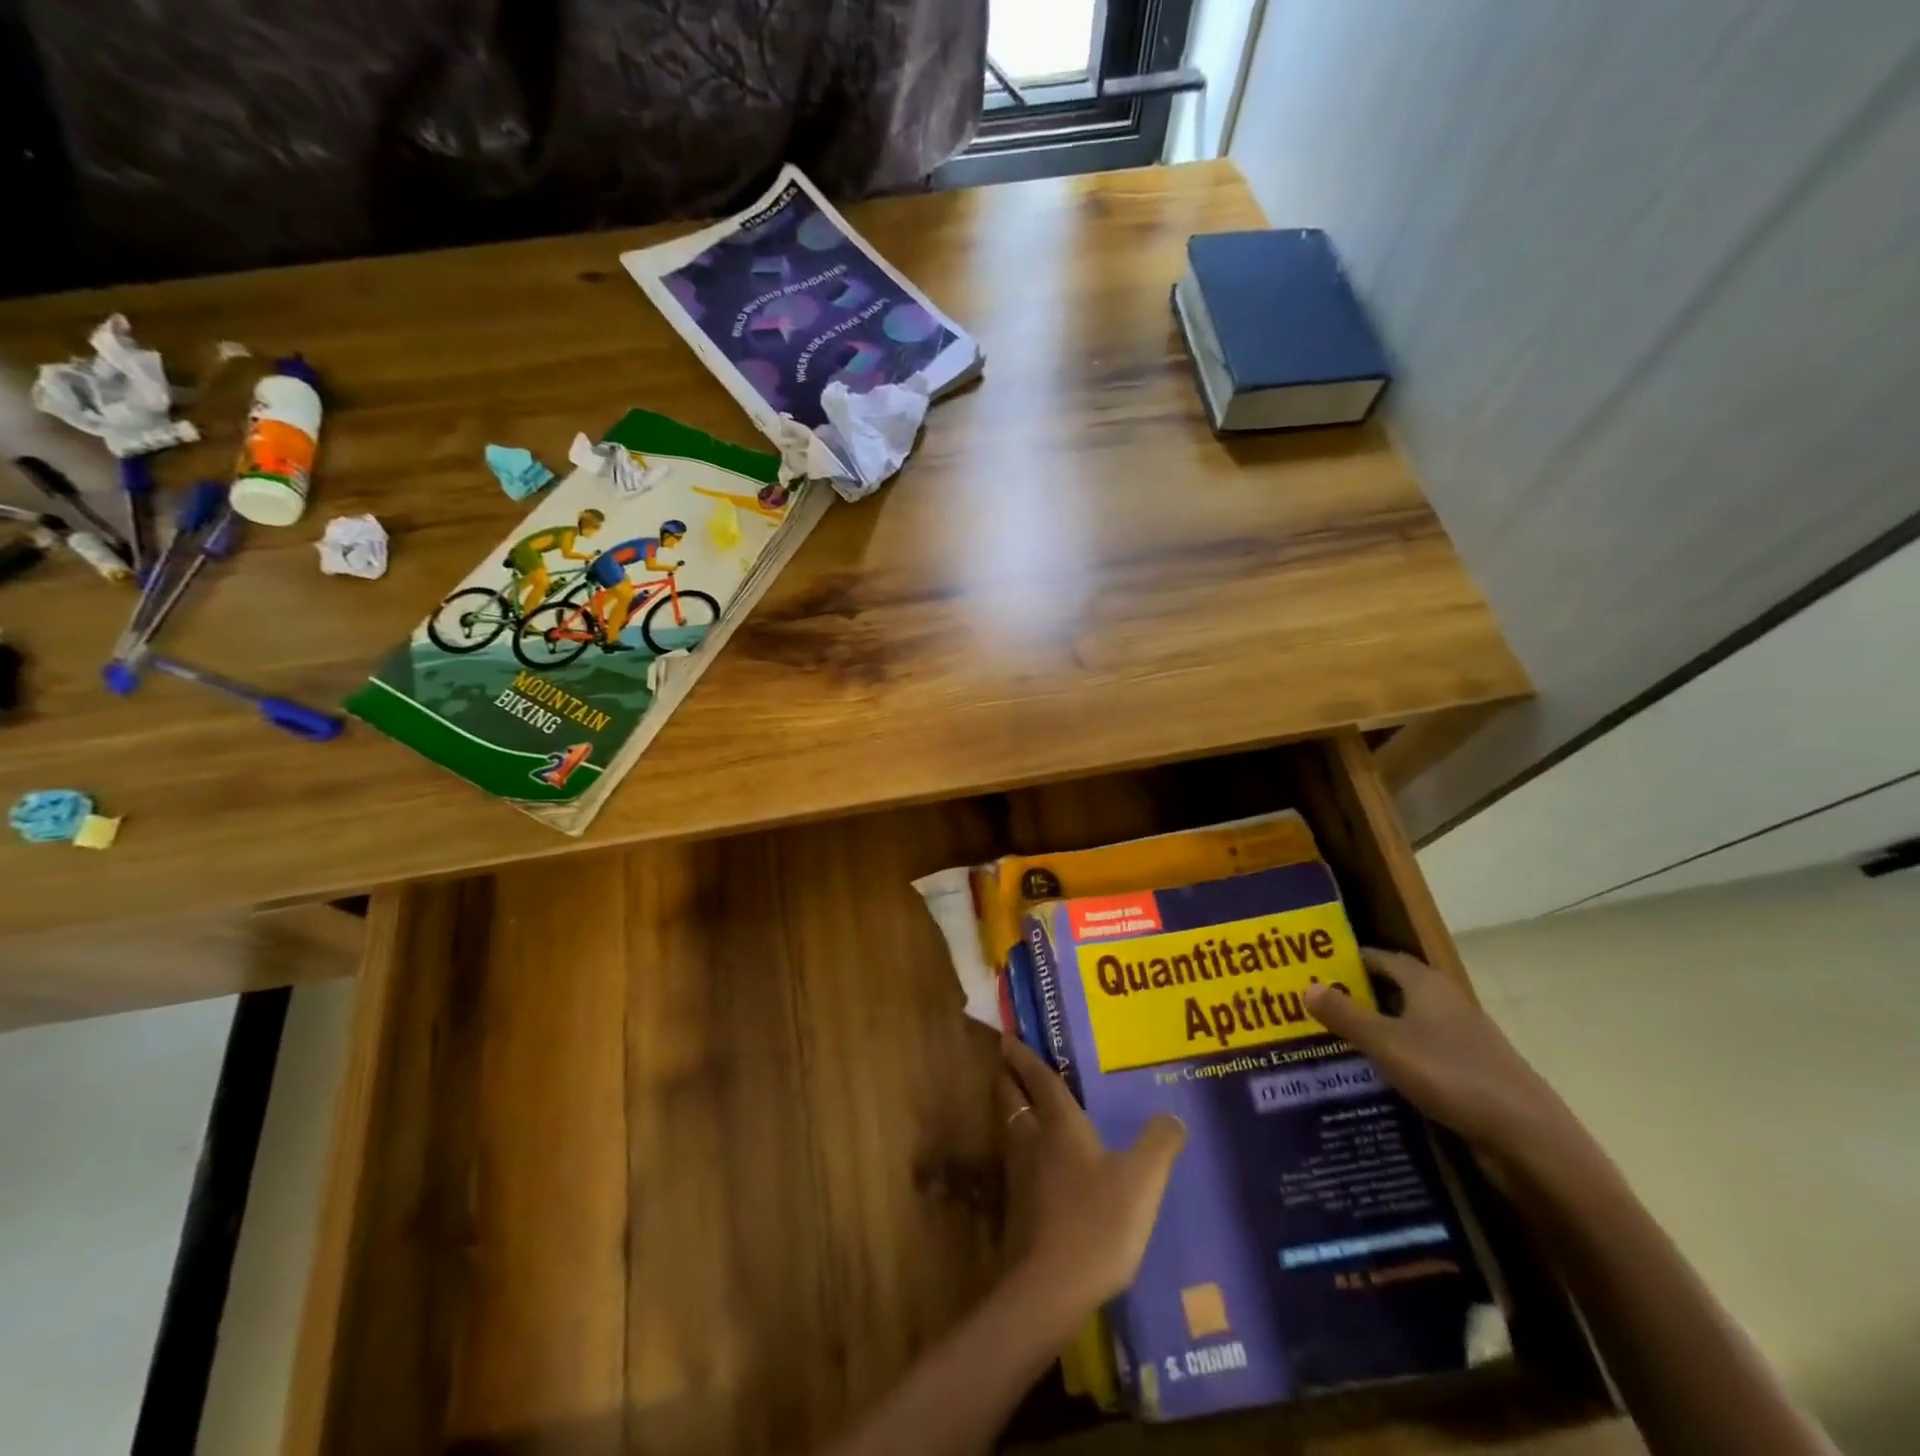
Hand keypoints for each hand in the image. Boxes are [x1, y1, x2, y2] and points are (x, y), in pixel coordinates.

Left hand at [998, 1034, 1184, 1313]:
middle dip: (1008, 1078)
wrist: (1051, 1287)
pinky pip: (1018, 1161)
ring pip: (1011, 1129)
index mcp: (1060, 1125)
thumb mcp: (1141, 1181)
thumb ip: (1158, 1145)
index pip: (1039, 1080)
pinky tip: (1038, 1162)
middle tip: (1006, 1061)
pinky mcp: (1019, 1208)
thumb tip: (1172, 1116)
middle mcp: (1034, 1141)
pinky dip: (1023, 1147)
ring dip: (1013, 1110)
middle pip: (1013, 1099)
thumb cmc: (1097, 1222)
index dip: (1025, 1057)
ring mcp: (1021, 1176)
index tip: (1008, 1037)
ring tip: (1022, 1103)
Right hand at [1304, 949, 1572, 1162]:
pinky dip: (1399, 1055)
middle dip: (1360, 994)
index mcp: (1427, 984)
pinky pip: (1424, 1052)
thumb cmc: (1449, 1074)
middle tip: (1318, 1004)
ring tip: (1337, 1039)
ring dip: (1378, 1027)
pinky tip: (1377, 1074)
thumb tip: (1306, 986)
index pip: (1383, 958)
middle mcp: (1447, 1003)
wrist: (1528, 1137)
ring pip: (1410, 1023)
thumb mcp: (1385, 1043)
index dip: (1351, 960)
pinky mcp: (1472, 1072)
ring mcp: (1464, 1039)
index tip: (1317, 968)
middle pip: (1396, 989)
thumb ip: (1344, 1015)